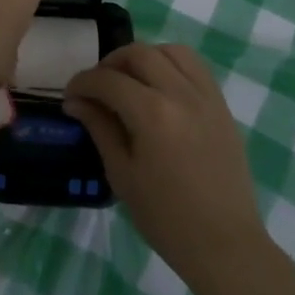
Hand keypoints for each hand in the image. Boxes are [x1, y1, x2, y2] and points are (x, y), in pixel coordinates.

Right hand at [64, 44, 267, 285]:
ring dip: (144, 57)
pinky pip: (195, 67)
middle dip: (110, 63)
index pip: (108, 80)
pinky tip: (160, 87)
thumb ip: (100, 128)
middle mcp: (181, 93)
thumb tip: (76, 101)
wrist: (223, 243)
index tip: (70, 96)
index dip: (82, 83)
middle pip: (139, 53)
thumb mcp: (122, 174)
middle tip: (96, 87)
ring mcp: (206, 96)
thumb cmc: (165, 217)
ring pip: (171, 51)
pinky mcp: (221, 105)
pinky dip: (172, 65)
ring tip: (130, 80)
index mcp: (152, 113)